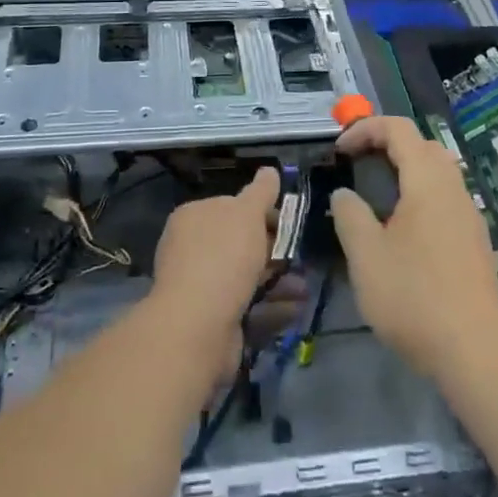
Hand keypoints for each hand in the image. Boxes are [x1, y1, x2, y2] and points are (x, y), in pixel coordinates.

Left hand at [150, 169, 302, 398]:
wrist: (197, 325)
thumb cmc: (223, 257)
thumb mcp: (246, 213)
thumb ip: (261, 192)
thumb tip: (270, 170)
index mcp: (194, 217)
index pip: (230, 206)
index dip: (261, 212)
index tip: (288, 222)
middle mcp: (191, 249)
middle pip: (239, 244)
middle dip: (273, 250)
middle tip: (302, 257)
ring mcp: (200, 287)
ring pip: (246, 278)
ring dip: (278, 280)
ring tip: (306, 287)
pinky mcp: (212, 320)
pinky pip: (247, 307)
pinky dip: (272, 307)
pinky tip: (296, 309)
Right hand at [332, 117, 497, 379]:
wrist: (475, 350)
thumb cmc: (414, 297)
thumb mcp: (366, 256)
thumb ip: (350, 215)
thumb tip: (345, 195)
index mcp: (427, 182)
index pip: (398, 129)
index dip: (365, 129)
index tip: (339, 151)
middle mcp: (453, 188)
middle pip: (422, 145)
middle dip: (386, 143)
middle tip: (357, 163)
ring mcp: (468, 214)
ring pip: (437, 171)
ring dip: (405, 169)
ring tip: (375, 193)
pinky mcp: (474, 240)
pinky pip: (444, 197)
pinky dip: (419, 192)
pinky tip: (402, 227)